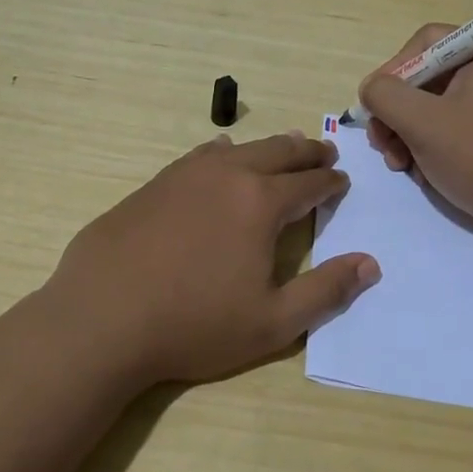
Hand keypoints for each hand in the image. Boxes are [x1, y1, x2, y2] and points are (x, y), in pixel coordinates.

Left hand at [44, 132, 380, 387]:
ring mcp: (185, 175)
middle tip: (324, 150)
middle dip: (306, 152)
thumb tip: (370, 264)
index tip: (342, 180)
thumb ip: (326, 291)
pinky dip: (222, 153)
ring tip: (284, 146)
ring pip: (239, 149)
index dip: (330, 182)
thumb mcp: (272, 322)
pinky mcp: (153, 184)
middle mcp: (227, 176)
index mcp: (261, 204)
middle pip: (278, 153)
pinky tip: (219, 155)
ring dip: (268, 148)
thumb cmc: (194, 325)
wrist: (102, 318)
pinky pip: (199, 156)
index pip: (309, 183)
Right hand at [359, 26, 472, 248]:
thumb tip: (371, 89)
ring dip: (410, 134)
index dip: (392, 70)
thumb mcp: (423, 123)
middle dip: (397, 112)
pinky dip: (434, 148)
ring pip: (438, 108)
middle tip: (382, 145)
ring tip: (400, 166)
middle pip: (428, 78)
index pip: (424, 42)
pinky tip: (425, 174)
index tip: (375, 107)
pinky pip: (457, 130)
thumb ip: (385, 96)